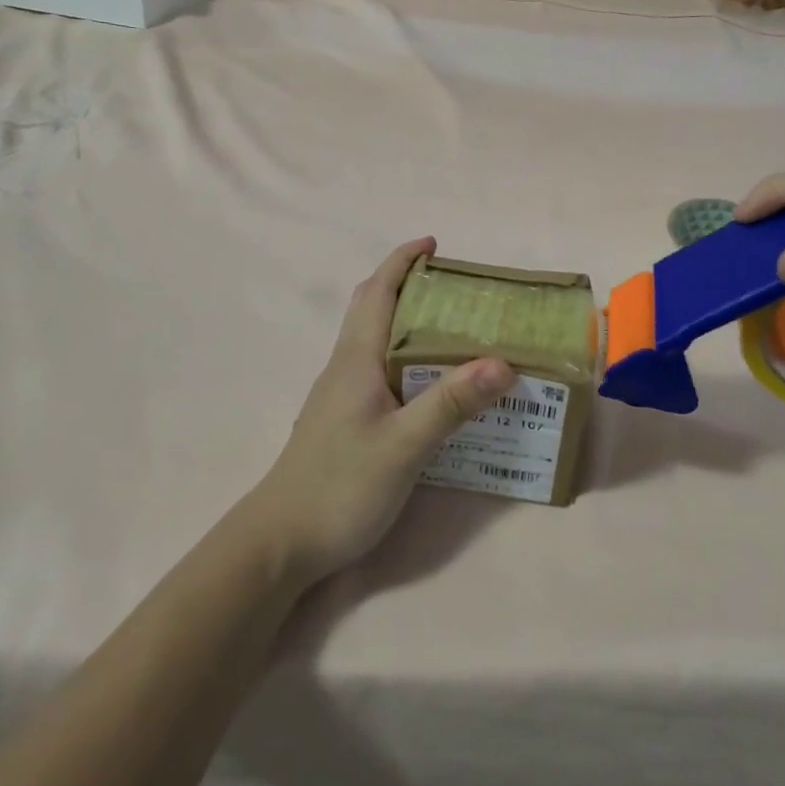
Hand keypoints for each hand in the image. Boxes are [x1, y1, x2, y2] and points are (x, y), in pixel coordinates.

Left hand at [245, 239, 513, 584]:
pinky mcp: (344, 419)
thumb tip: (503, 361)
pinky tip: (430, 383)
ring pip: (375, 340)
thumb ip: (451, 402)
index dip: (402, 261)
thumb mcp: (405, 445)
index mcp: (357, 359)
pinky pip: (378, 369)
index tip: (433, 244)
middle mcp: (346, 367)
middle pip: (373, 308)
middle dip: (407, 285)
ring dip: (407, 320)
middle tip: (456, 288)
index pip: (378, 292)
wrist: (281, 541)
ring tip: (455, 328)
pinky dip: (405, 356)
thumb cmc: (341, 485)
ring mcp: (341, 394)